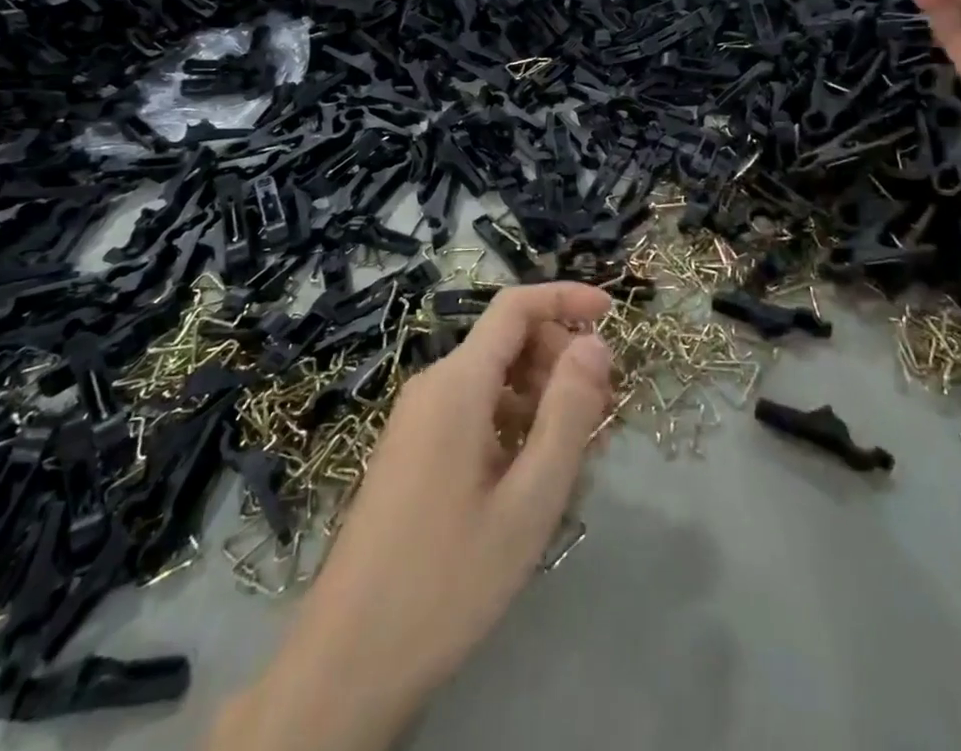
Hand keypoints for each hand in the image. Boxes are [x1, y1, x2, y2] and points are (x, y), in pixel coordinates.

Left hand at [210, 283, 613, 750]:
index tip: (613, 314)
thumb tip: (595, 343)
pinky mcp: (414, 451)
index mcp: (457, 383)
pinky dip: (515, 424)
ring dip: (543, 398)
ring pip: (495, 380)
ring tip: (582, 451)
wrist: (347, 663)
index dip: (566, 298)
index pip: (515, 306)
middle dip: (561, 360)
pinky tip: (538, 475)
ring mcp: (418, 420)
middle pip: (508, 341)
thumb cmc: (447, 579)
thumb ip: (568, 413)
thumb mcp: (529, 500)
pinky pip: (475, 412)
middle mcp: (434, 386)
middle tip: (605, 411)